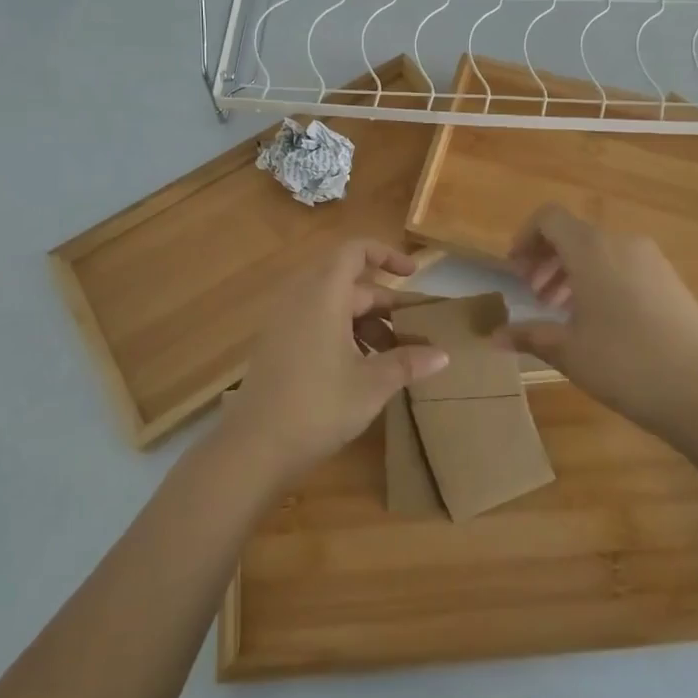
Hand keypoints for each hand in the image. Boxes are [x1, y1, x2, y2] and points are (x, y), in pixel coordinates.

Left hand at [219, 240, 448, 485]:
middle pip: (349, 283)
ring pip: (334, 306)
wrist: (254, 446)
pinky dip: (343, 334)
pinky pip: (316, 322)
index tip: (413, 274)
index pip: (355, 251)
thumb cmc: (318, 406)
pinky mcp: (277, 344)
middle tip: (414, 331)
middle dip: (384, 304)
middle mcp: (301, 298)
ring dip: (365, 323)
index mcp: (324, 295)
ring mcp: (285, 321)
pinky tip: (361, 369)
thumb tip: (442, 354)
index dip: (386, 254)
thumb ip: (407, 362)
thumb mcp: (372, 385)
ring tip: (393, 357)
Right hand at [499, 205, 697, 435]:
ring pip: (600, 252)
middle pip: (574, 235)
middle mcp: (622, 243)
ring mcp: (652, 260)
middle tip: (534, 296)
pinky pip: (624, 266)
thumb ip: (529, 336)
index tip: (515, 270)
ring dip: (573, 272)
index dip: (525, 237)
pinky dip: (602, 281)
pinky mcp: (672, 281)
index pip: (549, 218)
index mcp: (591, 249)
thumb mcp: (568, 351)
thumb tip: (494, 337)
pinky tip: (600, 322)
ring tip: (563, 312)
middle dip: (547, 259)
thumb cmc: (625, 364)